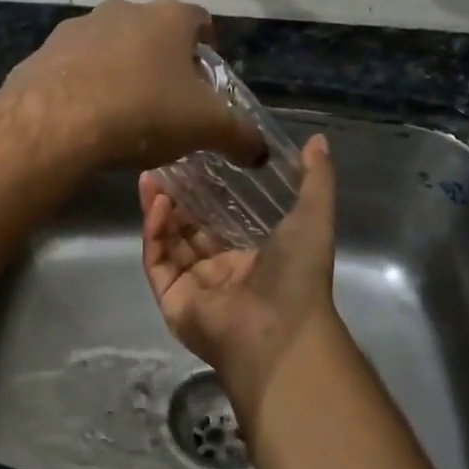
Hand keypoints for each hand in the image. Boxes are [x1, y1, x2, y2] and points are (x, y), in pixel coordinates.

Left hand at [0, 0, 265, 171]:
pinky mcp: (43, 52)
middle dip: (163, 61)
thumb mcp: (205, 128)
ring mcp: (78, 28)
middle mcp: (123, 10)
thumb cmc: (143, 112)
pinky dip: (84, 85)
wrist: (55, 122)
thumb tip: (261, 153)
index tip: (208, 75)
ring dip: (121, 70)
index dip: (208, 45)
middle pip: (153, 32)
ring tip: (125, 112)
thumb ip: (239, 136)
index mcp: (169, 17)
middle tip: (169, 100)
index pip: (200, 20)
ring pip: (110, 46)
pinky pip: (74, 67)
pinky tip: (86, 118)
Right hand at [139, 133, 342, 423]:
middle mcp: (219, 274)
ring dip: (159, 210)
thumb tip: (318, 139)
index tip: (192, 162)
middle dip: (174, 200)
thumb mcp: (313, 217)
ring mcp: (193, 288)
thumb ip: (315, 179)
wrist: (280, 329)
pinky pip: (157, 261)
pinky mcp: (171, 299)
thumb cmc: (298, 274)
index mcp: (250, 259)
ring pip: (168, 243)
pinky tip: (156, 204)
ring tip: (150, 178)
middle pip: (188, 231)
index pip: (219, 222)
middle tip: (162, 166)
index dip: (204, 194)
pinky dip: (153, 233)